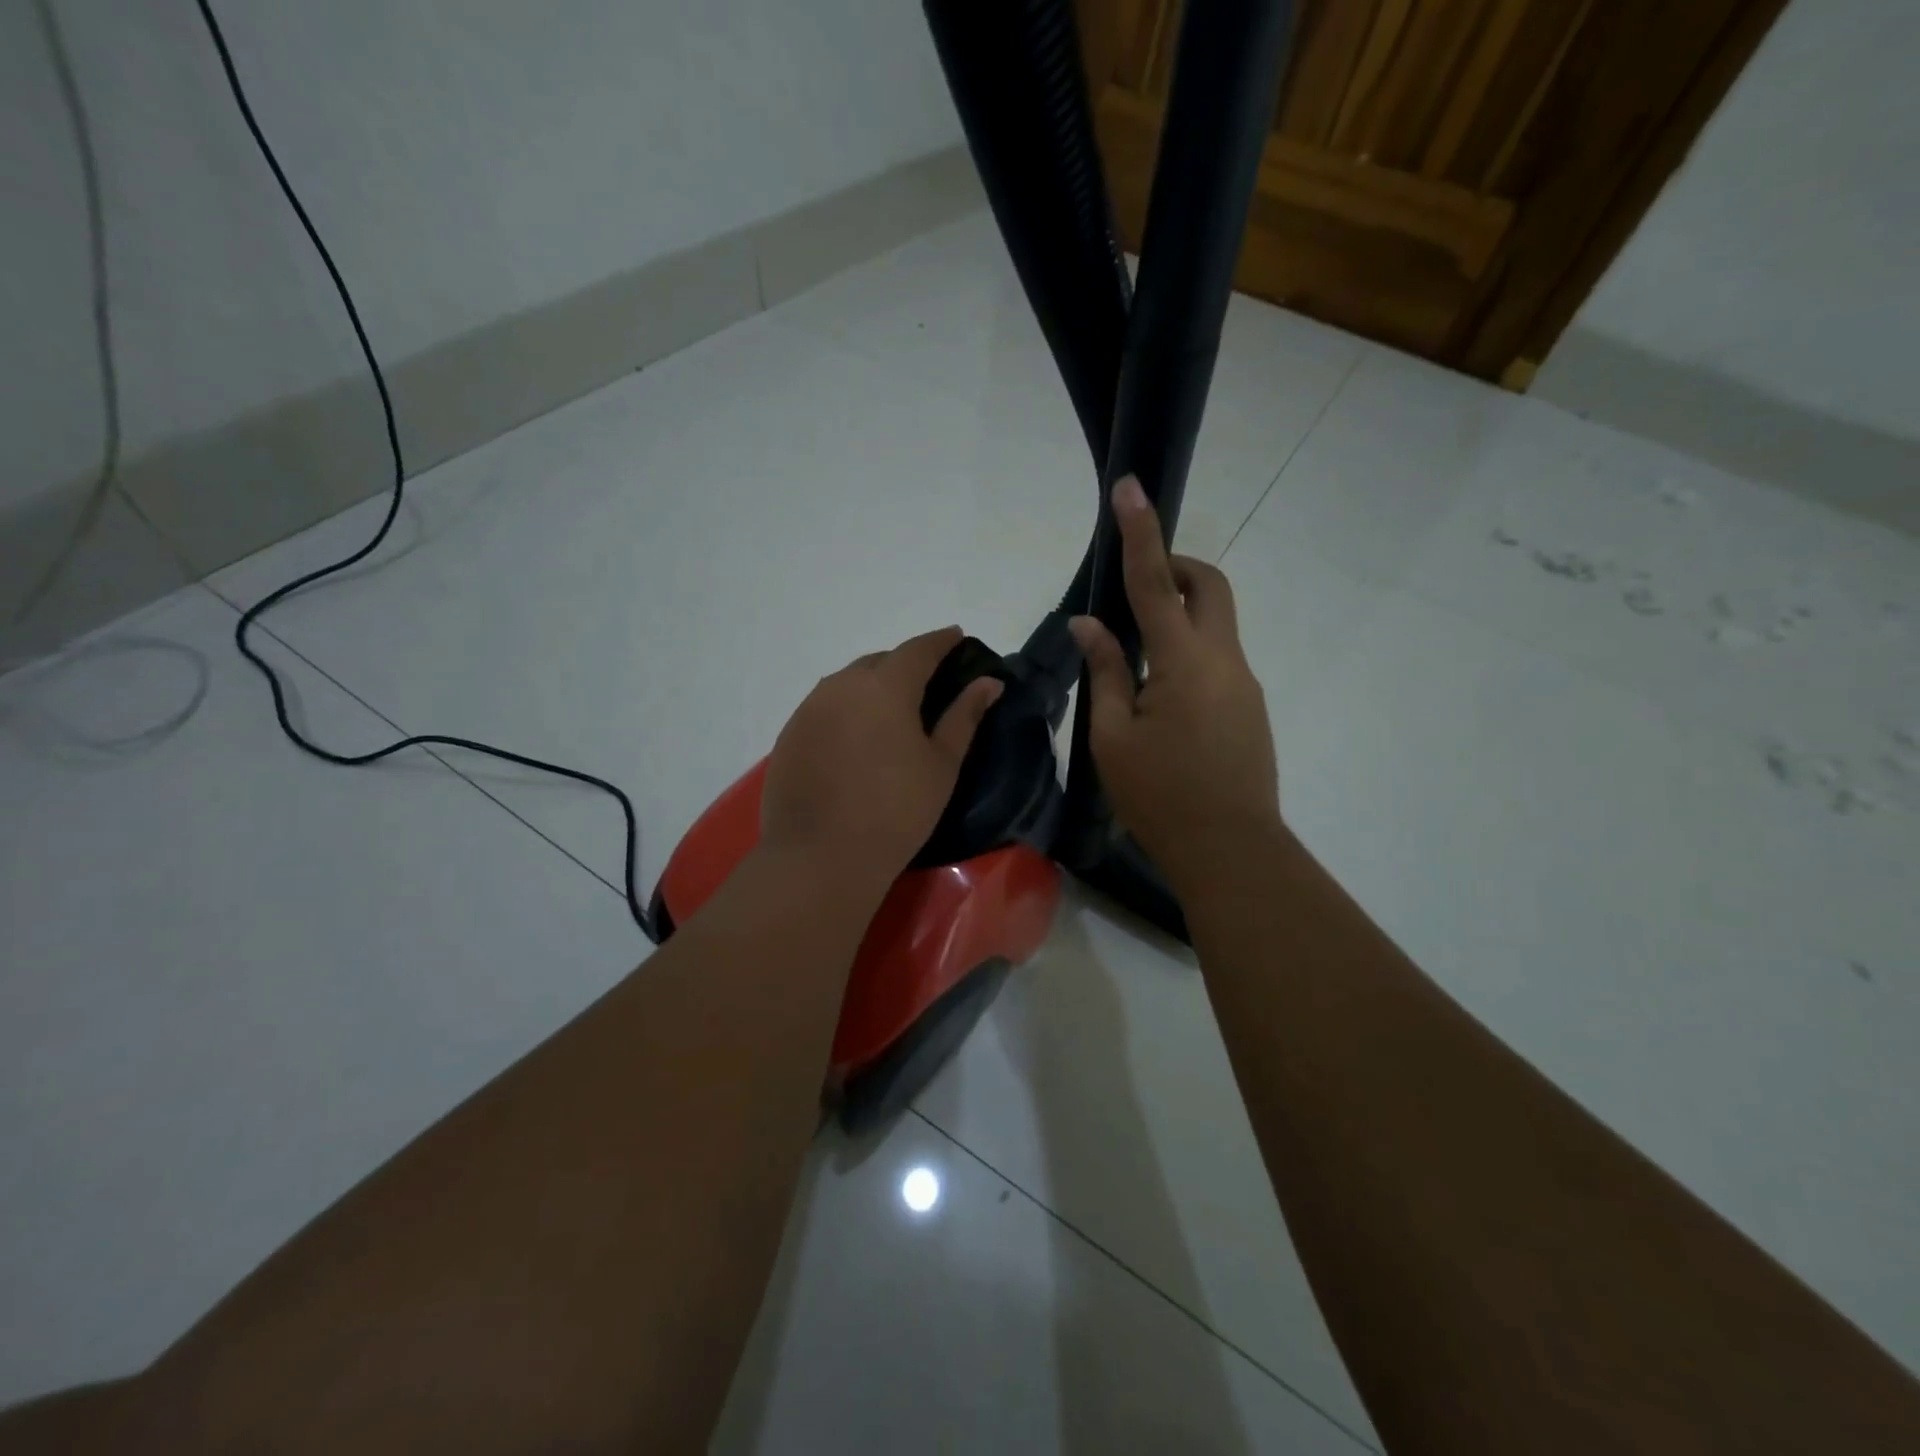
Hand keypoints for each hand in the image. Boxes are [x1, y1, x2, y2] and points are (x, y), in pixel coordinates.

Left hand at [761, 627, 1002, 884]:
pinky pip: (824, 706)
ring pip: (847, 682)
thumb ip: (964, 716)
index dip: (941, 641)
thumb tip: (989, 683)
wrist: (821, 857)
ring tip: (891, 708)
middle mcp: (841, 685)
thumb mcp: (941, 765)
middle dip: (905, 664)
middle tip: (927, 682)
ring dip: (872, 685)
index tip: (957, 636)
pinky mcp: (789, 734)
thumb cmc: (896, 812)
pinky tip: (855, 736)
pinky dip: (846, 709)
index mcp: (885, 686)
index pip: (918, 649)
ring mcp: (809, 709)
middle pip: (880, 661)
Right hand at [1070, 476, 1280, 891]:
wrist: (1231, 851)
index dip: (1141, 532)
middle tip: (1137, 587)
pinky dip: (1188, 652)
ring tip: (1134, 663)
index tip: (1131, 487)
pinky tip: (1160, 699)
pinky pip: (1218, 658)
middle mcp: (1224, 660)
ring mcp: (1244, 683)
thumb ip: (1104, 672)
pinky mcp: (1249, 706)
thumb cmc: (1160, 796)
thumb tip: (1089, 625)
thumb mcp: (1113, 737)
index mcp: (1184, 661)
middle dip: (1175, 568)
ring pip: (1215, 624)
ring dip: (1178, 618)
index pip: (1155, 582)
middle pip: (1209, 586)